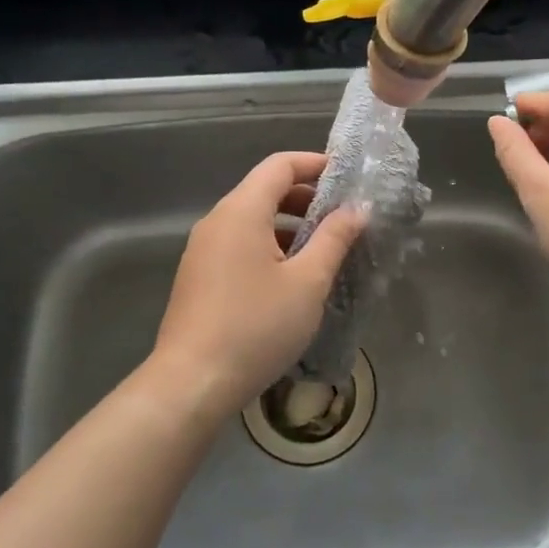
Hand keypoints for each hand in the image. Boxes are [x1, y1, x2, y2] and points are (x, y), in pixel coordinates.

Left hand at [151, 151, 364, 411]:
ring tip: (323, 249)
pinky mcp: (198, 276)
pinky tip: (291, 277)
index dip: (314, 164)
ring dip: (288, 225)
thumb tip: (357, 208)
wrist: (192, 383)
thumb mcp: (307, 282)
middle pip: (264, 190)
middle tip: (343, 217)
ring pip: (251, 220)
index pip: (279, 166)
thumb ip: (334, 239)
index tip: (346, 177)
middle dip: (306, 197)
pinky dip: (269, 245)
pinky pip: (239, 244)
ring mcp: (202, 250)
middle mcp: (217, 221)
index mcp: (241, 211)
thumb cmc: (256, 327)